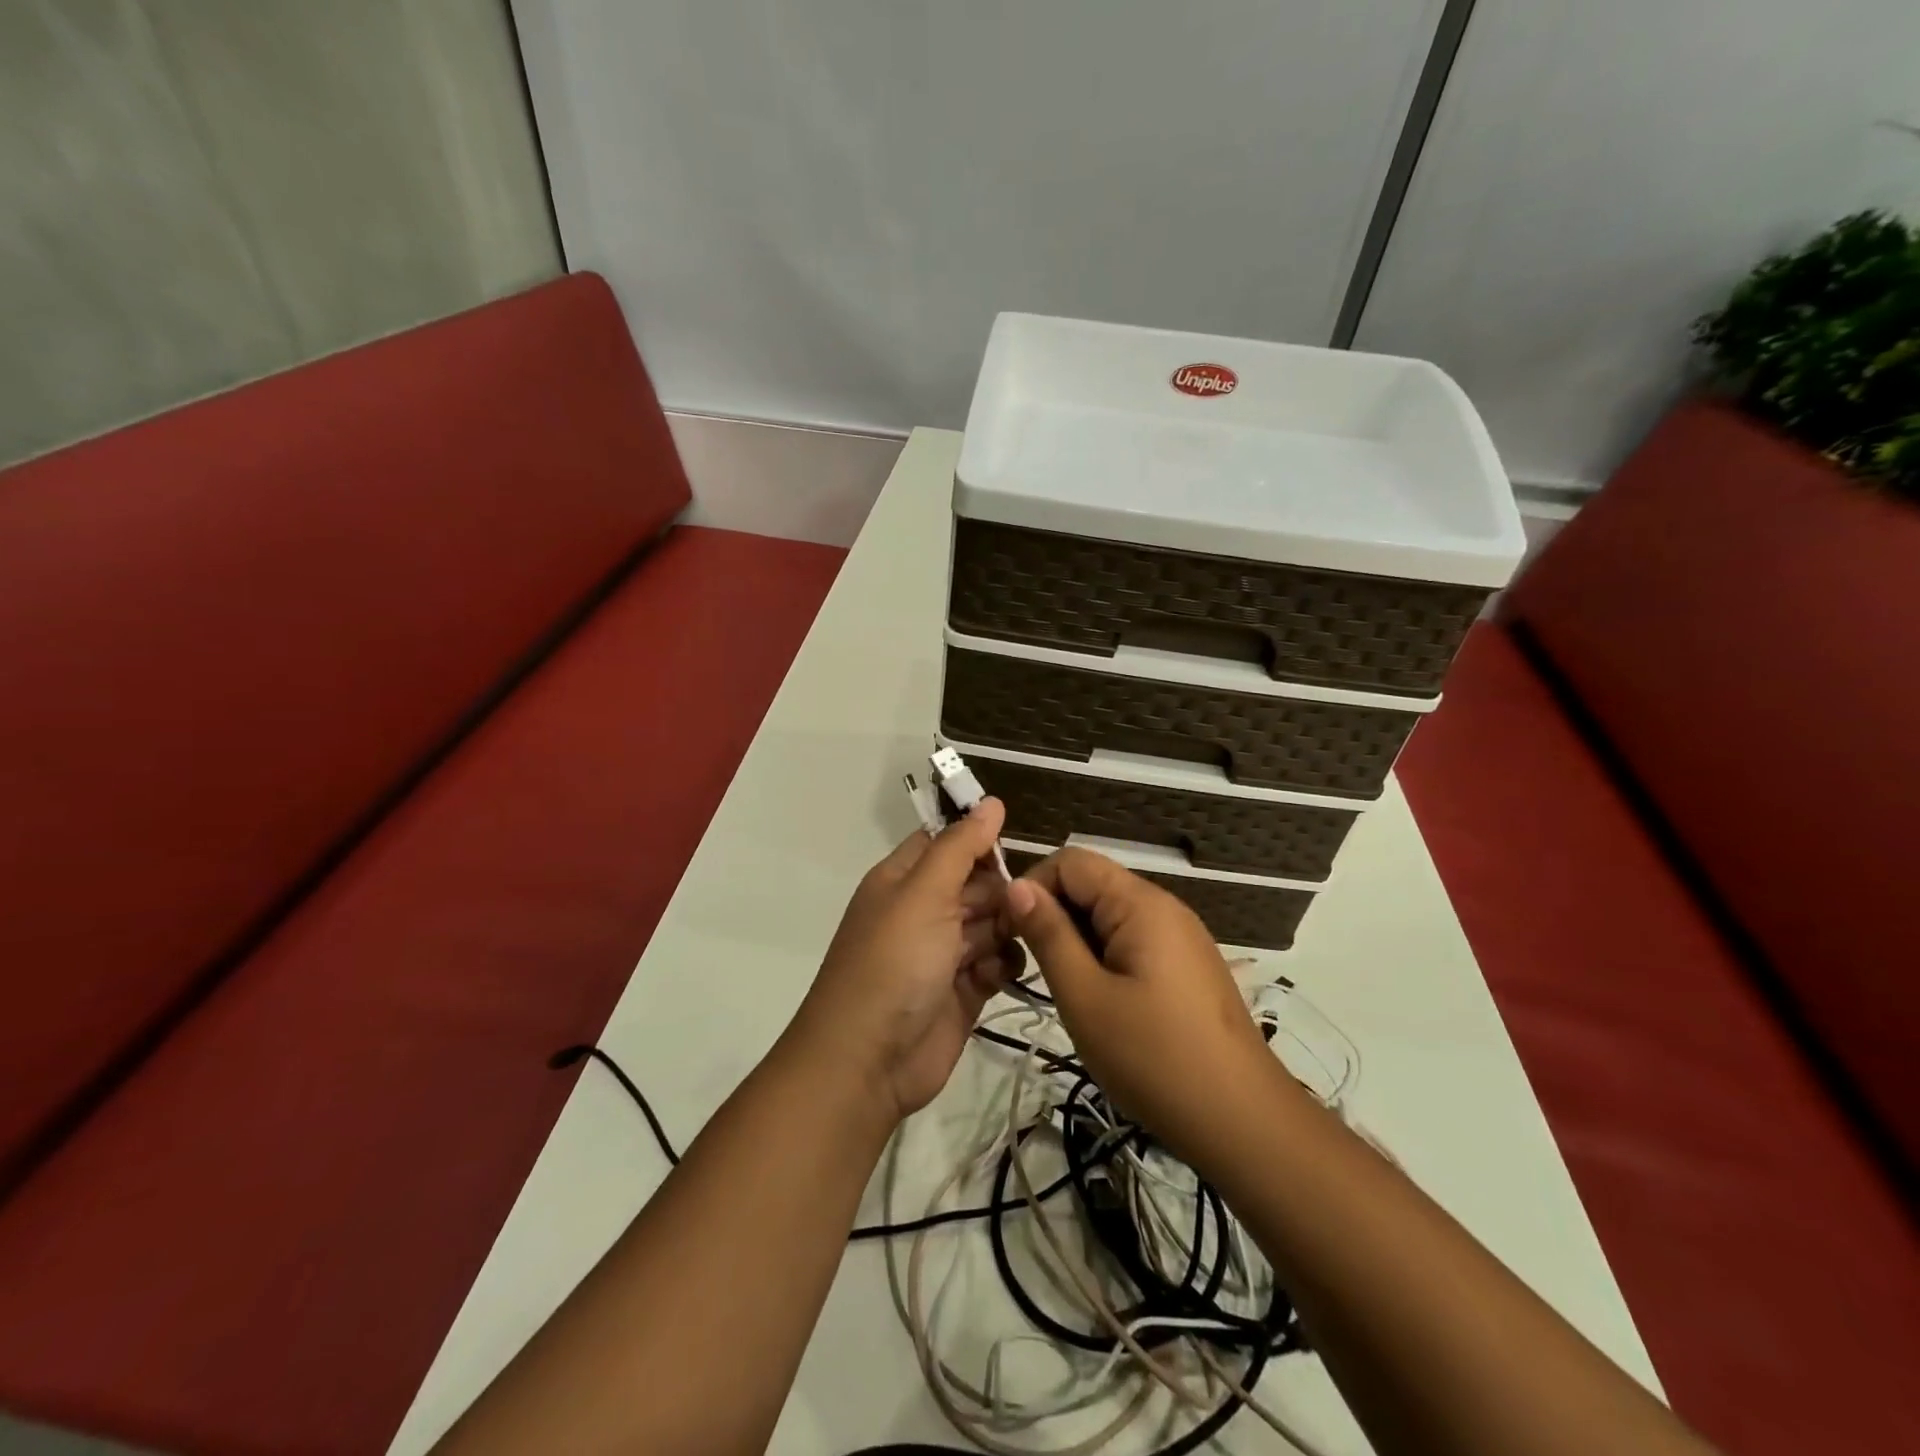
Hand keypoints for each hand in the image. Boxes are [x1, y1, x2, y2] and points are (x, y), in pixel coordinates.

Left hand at [786, 800, 1024, 1123]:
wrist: (867, 1061)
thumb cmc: (892, 963)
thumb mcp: (924, 893)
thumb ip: (961, 846)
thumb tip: (991, 802)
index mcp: (905, 880)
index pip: (948, 842)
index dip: (979, 841)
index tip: (1013, 846)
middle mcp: (924, 910)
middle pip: (977, 883)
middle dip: (999, 891)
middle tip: (1013, 907)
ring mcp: (944, 952)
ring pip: (993, 922)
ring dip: (1005, 929)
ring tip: (1004, 944)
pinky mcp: (964, 990)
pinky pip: (997, 962)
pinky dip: (1003, 965)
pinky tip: (997, 974)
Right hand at [1005, 848, 1290, 1167]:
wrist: (1243, 1122)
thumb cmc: (1154, 1058)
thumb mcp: (1085, 997)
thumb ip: (1049, 935)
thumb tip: (1016, 886)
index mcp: (1140, 903)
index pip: (1071, 861)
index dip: (1034, 887)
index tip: (1011, 933)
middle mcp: (1164, 907)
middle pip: (1092, 885)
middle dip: (1055, 915)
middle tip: (1034, 969)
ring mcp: (1181, 937)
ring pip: (1110, 916)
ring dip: (1078, 941)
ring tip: (1068, 992)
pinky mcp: (1187, 965)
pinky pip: (1133, 940)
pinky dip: (1105, 958)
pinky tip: (1102, 1003)